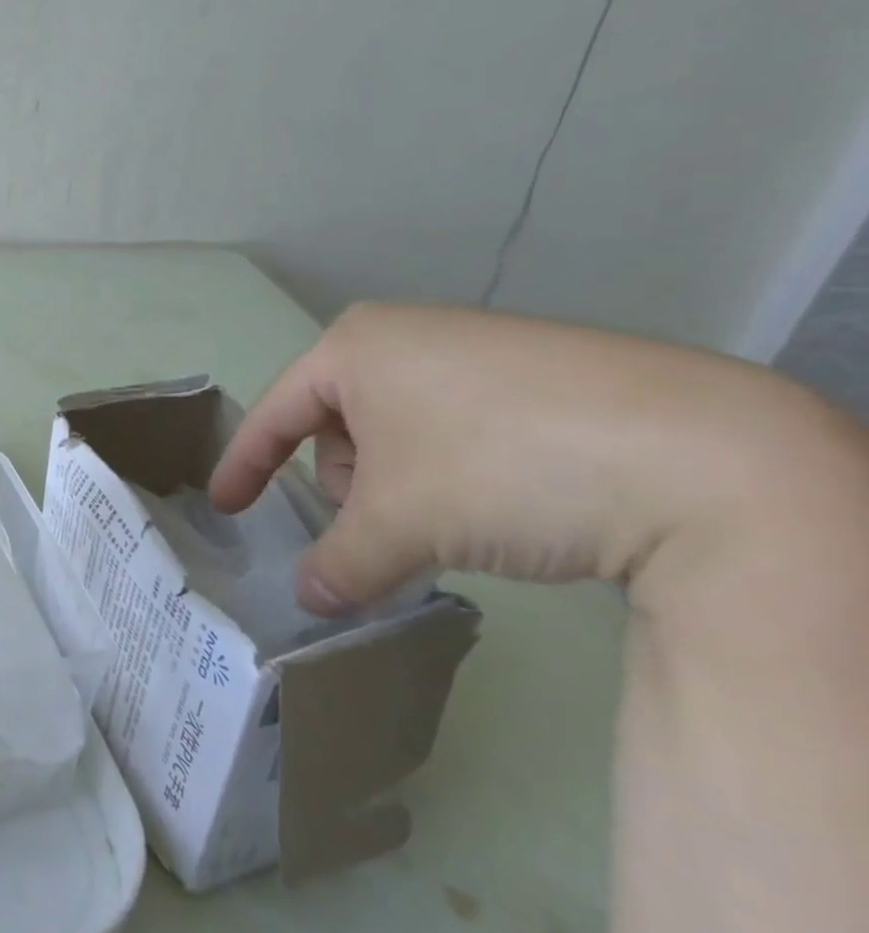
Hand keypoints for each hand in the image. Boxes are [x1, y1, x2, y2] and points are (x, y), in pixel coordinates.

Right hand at [207, 303, 849, 613]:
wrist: (707, 456)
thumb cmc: (500, 468)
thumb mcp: (400, 524)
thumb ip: (339, 563)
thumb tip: (311, 599)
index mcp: (355, 346)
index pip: (274, 413)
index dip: (244, 465)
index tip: (225, 506)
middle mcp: (407, 333)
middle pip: (340, 424)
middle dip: (349, 484)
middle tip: (385, 529)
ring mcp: (477, 347)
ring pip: (400, 427)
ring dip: (402, 483)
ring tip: (453, 521)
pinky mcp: (540, 372)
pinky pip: (458, 423)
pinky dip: (455, 470)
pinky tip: (506, 501)